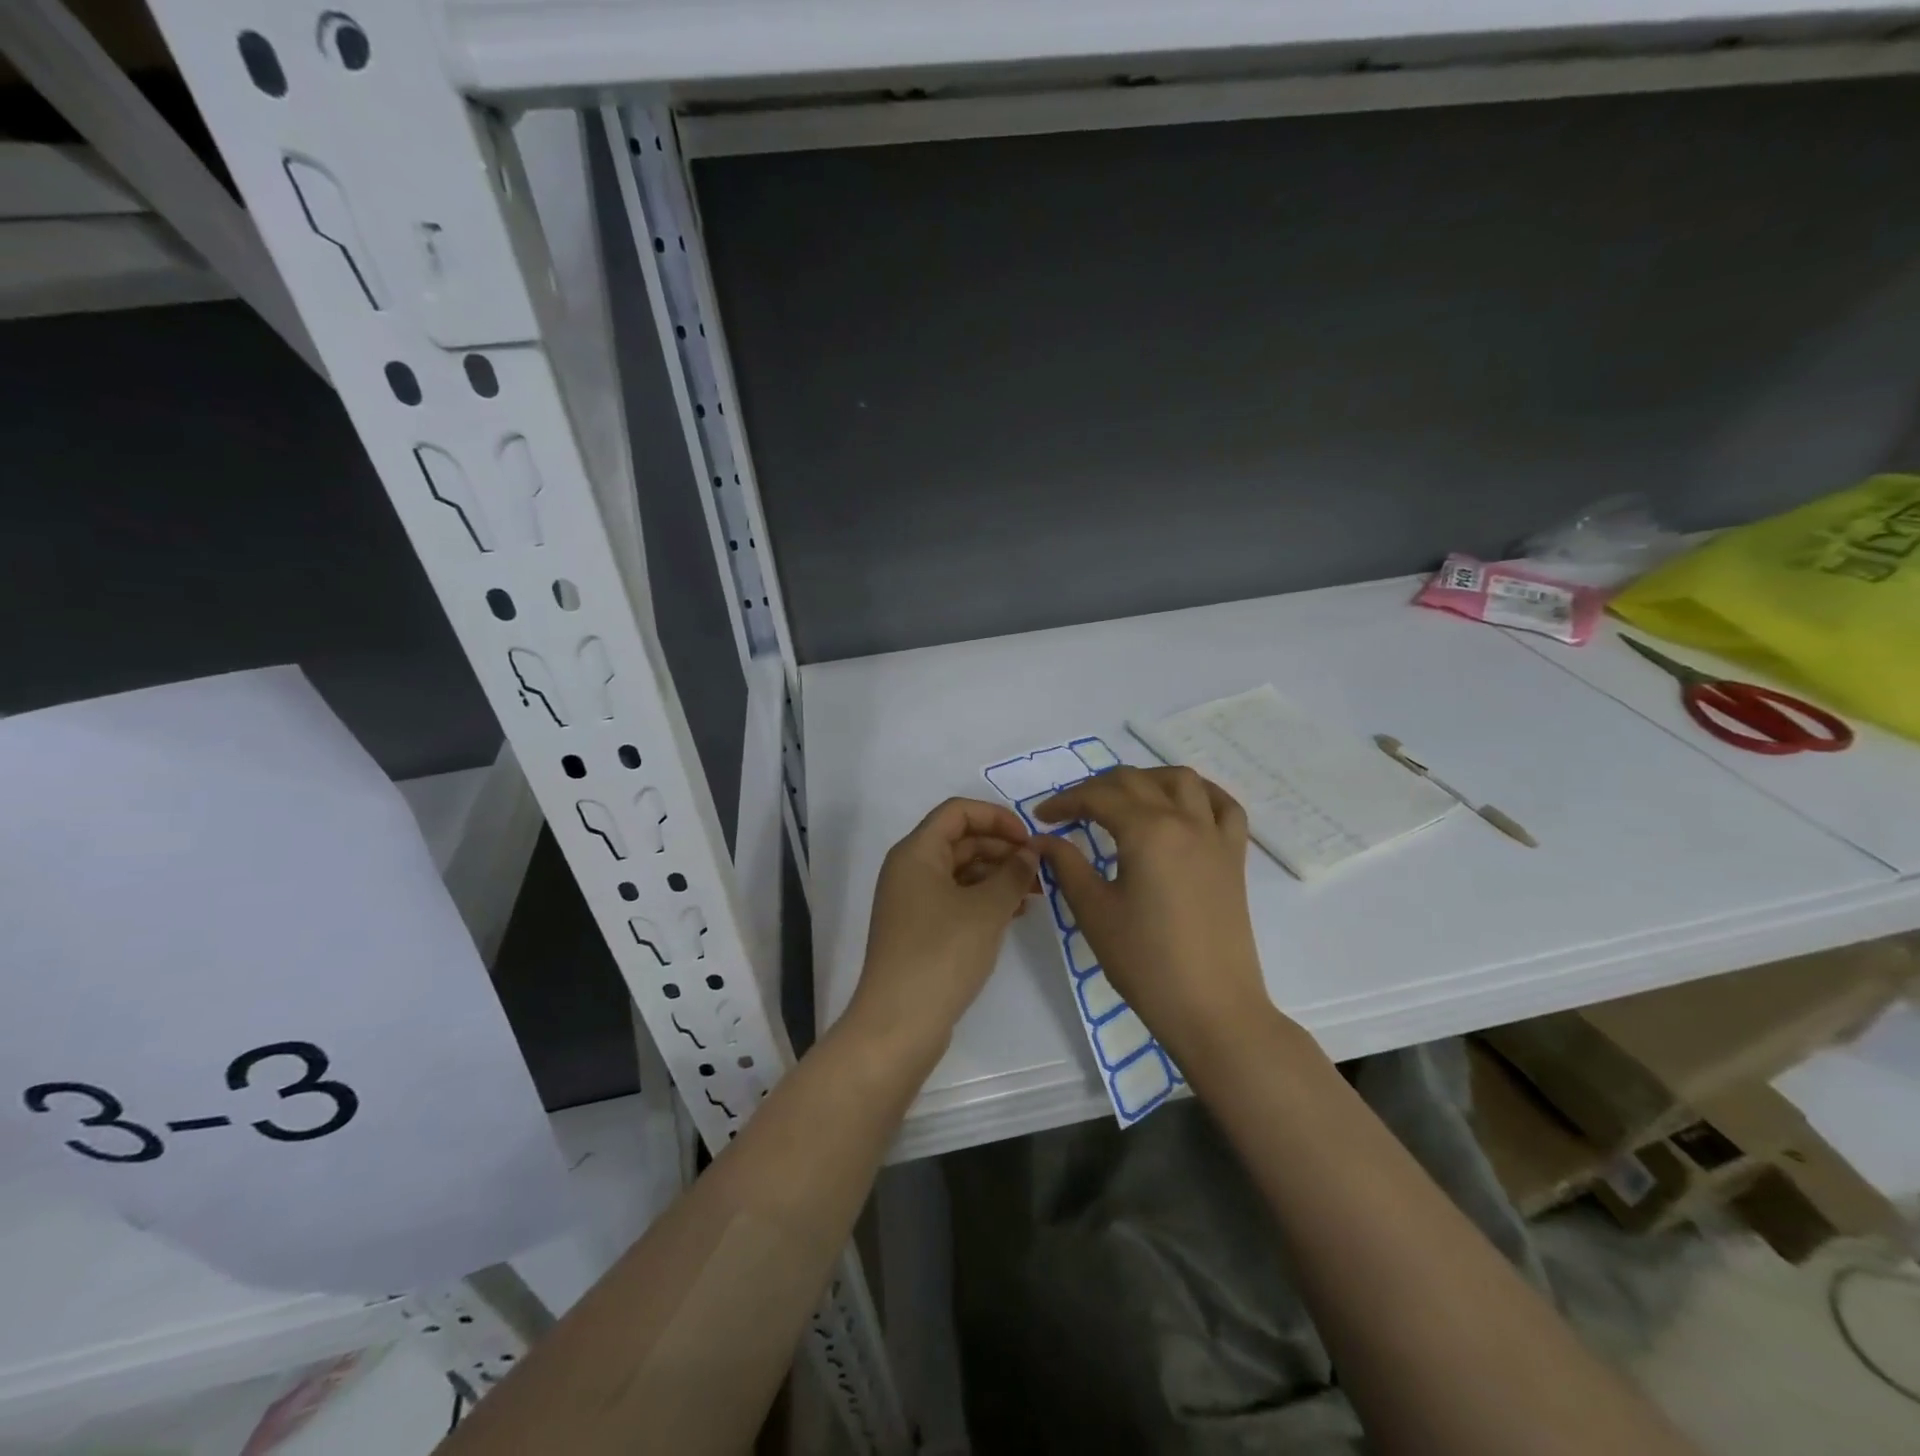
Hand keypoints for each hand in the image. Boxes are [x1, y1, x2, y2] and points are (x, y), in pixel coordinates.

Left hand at [847, 798, 1038, 1056]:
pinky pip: (956, 898)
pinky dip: (984, 899)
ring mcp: (912, 901)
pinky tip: (1014, 913)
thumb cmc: (943, 953)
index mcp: (916, 852)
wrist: (900, 1023)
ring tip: (1035, 893)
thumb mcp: (986, 909)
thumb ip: (1013, 873)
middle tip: (1039, 869)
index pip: (957, 812)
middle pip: (960, 840)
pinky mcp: (919, 929)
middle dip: (1002, 848)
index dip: (996, 817)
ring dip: (997, 876)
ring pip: (960, 871)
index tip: (1029, 839)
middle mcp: (909, 869)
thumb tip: (1030, 853)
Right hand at [1034, 766, 1273, 1062]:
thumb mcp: (1094, 912)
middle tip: (1072, 812)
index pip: (1098, 797)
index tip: (1042, 818)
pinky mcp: (1234, 857)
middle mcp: (1184, 821)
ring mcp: (1215, 836)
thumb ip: (1067, 866)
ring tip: (1124, 799)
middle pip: (1136, 781)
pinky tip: (1183, 805)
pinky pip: (1225, 807)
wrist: (1211, 1007)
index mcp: (1147, 831)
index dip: (1065, 802)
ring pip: (1182, 781)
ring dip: (1147, 779)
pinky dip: (1201, 794)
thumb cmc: (1145, 962)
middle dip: (1097, 788)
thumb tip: (1043, 840)